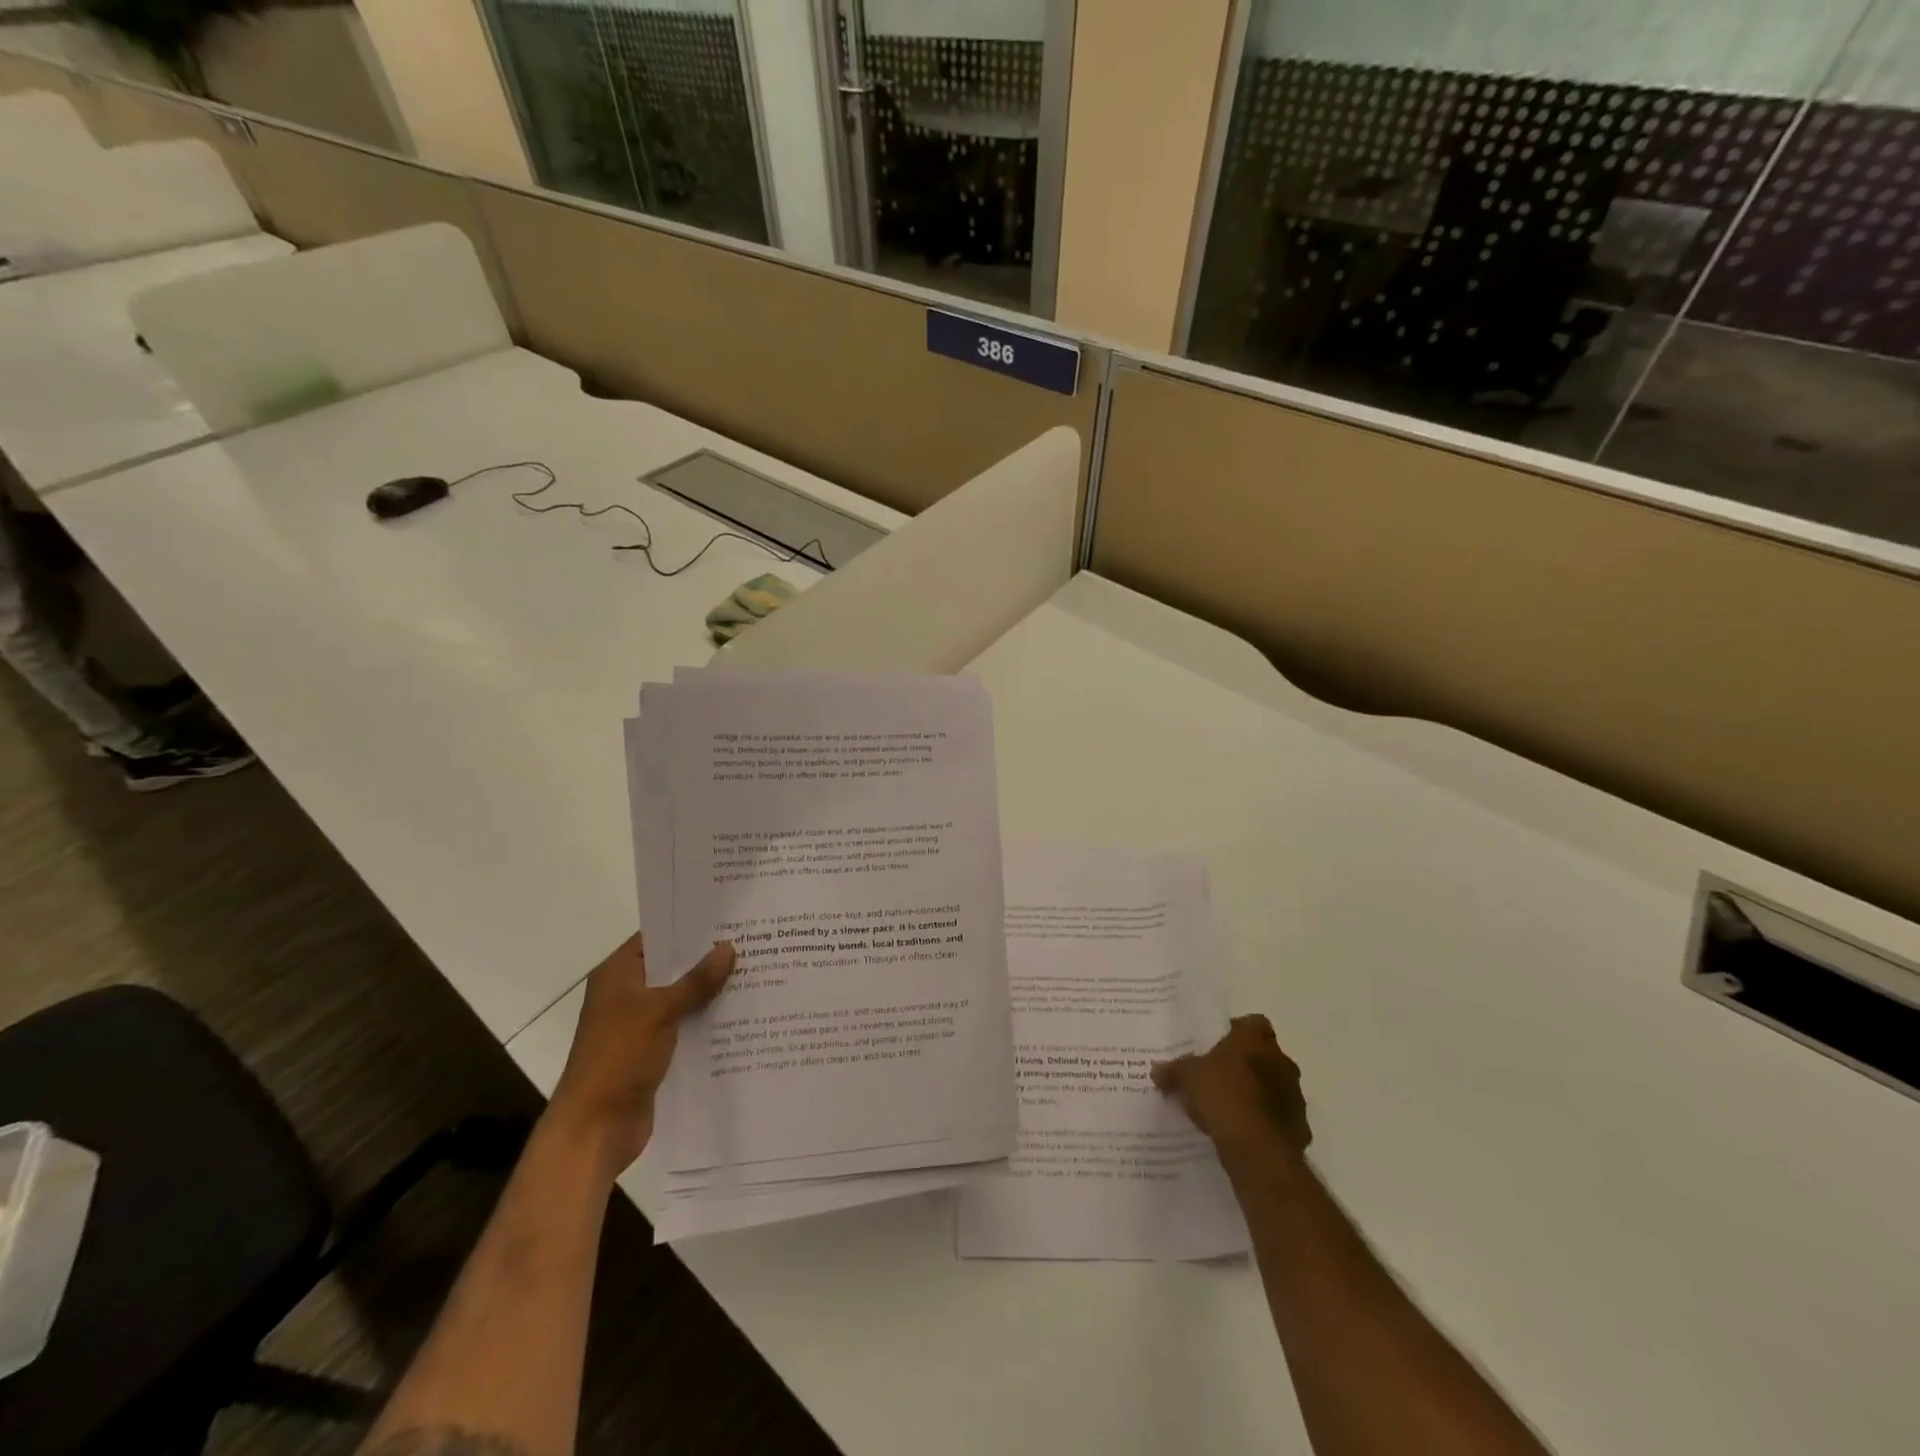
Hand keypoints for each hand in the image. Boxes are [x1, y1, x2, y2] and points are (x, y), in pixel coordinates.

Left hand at [547, 932, 734, 1177]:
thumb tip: (728, 947)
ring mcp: (640, 1025)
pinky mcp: (654, 1052)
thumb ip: (696, 981)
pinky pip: (686, 1027)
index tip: (728, 917)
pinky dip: (708, 1021)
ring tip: (756, 973)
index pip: (656, 937)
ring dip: (711, 992)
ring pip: (682, 998)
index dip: (688, 926)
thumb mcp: (659, 1012)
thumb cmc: (618, 1058)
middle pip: (672, 968)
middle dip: (708, 959)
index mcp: (618, 975)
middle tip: (753, 942)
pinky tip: (743, 1015)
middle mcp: (628, 994)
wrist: (595, 1129)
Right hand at [1152, 1014, 1311, 1175]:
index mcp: (1257, 1039)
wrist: (1258, 1149)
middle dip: (1244, 1066)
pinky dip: (1263, 1125)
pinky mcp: (1299, 1129)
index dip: (1234, 1032)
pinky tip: (1242, 1135)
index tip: (1215, 1046)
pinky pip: (1277, 1121)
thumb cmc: (1223, 1095)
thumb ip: (1174, 1070)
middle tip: (1216, 1078)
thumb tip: (1158, 1070)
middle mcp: (1283, 1062)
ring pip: (1273, 1089)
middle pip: (1263, 1056)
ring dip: (1255, 1096)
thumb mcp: (1187, 1077)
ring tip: (1227, 1110)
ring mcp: (1295, 1097)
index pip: (1251, 1023)